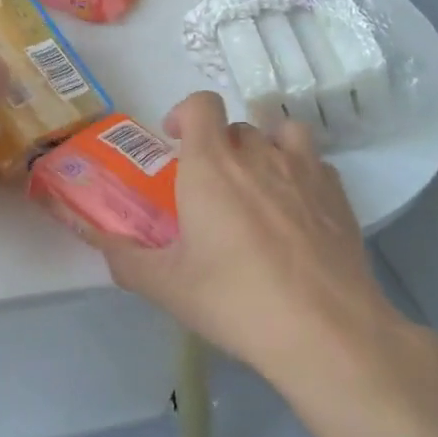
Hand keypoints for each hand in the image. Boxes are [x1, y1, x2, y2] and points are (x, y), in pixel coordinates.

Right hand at [96, 92, 413, 385]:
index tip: (174, 140)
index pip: (201, 105)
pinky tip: (294, 210)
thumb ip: (125, 258)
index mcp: (211, 167)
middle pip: (236, 126)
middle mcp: (259, 155)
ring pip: (282, 134)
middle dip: (218, 145)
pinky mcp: (339, 196)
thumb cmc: (235, 300)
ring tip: (256, 184)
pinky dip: (299, 173)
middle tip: (209, 186)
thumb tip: (98, 240)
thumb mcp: (166, 286)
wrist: (325, 331)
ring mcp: (305, 171)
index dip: (184, 113)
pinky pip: (315, 163)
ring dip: (264, 148)